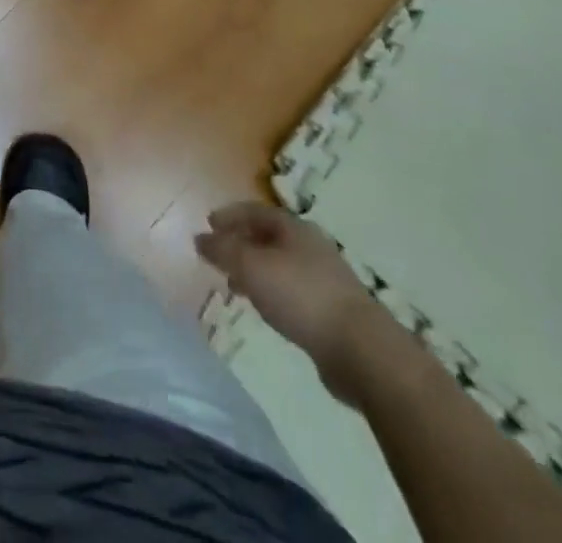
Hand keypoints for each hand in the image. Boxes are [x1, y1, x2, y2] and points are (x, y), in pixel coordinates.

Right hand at [195, 202, 389, 405]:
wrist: (362, 350)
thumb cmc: (301, 296)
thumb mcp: (251, 267)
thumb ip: (222, 250)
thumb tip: (199, 238)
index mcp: (293, 228)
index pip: (254, 211)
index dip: (230, 215)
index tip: (208, 223)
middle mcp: (310, 246)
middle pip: (268, 236)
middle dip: (241, 242)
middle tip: (218, 254)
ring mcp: (324, 278)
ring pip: (279, 264)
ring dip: (254, 269)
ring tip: (234, 284)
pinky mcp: (332, 309)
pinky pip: (292, 289)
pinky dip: (271, 291)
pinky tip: (265, 308)